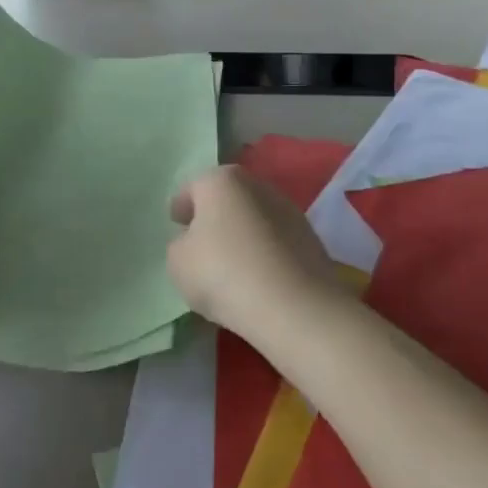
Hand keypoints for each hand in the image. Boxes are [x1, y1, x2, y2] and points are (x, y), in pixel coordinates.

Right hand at [167, 165, 339, 335]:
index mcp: (222, 181)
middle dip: (214, 217)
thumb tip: (195, 243)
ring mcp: (290, 211)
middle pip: (228, 199)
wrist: (294, 306)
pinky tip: (256, 279)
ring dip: (242, 236)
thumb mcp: (178, 262)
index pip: (193, 188)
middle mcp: (258, 186)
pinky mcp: (311, 240)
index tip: (176, 225)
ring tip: (230, 266)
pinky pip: (275, 243)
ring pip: (254, 220)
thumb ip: (180, 245)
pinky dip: (264, 254)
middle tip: (201, 244)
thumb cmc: (223, 273)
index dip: (182, 207)